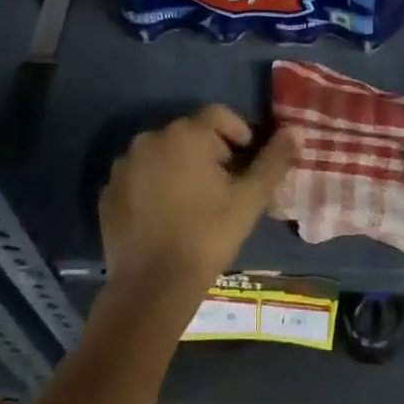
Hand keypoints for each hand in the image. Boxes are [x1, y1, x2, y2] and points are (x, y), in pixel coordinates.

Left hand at [99, 106, 295, 300]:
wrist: (152, 288)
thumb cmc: (207, 236)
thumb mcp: (250, 199)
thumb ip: (273, 161)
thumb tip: (294, 131)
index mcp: (186, 134)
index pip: (220, 115)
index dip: (240, 133)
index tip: (247, 164)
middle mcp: (150, 138)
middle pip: (190, 133)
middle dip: (210, 152)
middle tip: (224, 187)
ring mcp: (125, 164)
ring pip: (163, 154)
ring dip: (180, 167)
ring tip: (194, 202)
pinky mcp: (108, 190)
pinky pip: (140, 176)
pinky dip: (154, 185)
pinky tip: (166, 215)